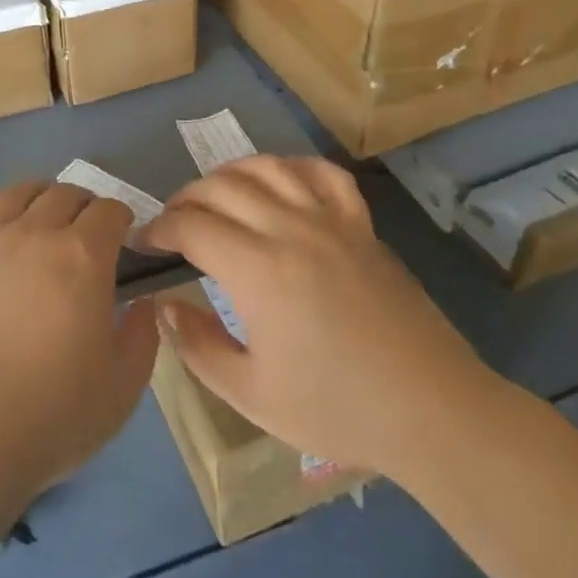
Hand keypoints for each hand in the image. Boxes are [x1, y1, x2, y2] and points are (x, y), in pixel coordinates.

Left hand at [0, 182, 159, 502]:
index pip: (109, 211)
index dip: (120, 218)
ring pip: (12, 194)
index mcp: (81, 257)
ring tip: (37, 219)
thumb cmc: (48, 418)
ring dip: (35, 199)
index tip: (122, 235)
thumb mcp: (121, 389)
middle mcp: (31, 233)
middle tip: (83, 231)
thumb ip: (142, 336)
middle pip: (62, 194)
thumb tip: (143, 302)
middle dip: (81, 206)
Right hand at [141, 155, 496, 483]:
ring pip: (267, 169)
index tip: (146, 243)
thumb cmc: (337, 408)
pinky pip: (323, 174)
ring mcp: (330, 221)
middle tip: (173, 223)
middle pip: (220, 188)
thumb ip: (198, 346)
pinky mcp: (361, 225)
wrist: (431, 411)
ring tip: (214, 196)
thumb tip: (164, 306)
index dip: (159, 228)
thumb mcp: (251, 394)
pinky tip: (279, 180)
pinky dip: (292, 166)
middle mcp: (289, 229)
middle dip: (184, 198)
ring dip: (229, 174)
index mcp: (257, 270)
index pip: (191, 225)